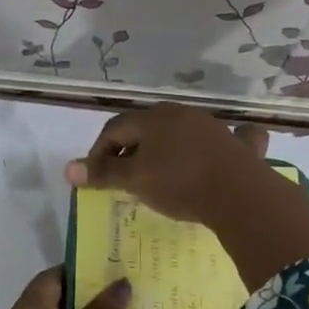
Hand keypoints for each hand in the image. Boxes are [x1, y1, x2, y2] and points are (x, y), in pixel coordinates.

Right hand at [67, 104, 308, 293]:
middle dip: (129, 149)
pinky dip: (209, 148)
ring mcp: (211, 127)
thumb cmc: (179, 184)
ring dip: (163, 151)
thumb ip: (103, 173)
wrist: (239, 194)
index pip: (114, 128)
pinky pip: (219, 141)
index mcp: (152, 118)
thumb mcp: (135, 180)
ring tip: (156, 176)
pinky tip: (212, 155)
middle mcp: (181, 114)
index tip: (95, 177)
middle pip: (145, 128)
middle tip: (122, 176)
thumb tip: (69, 169)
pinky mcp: (236, 145)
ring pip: (178, 133)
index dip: (98, 152)